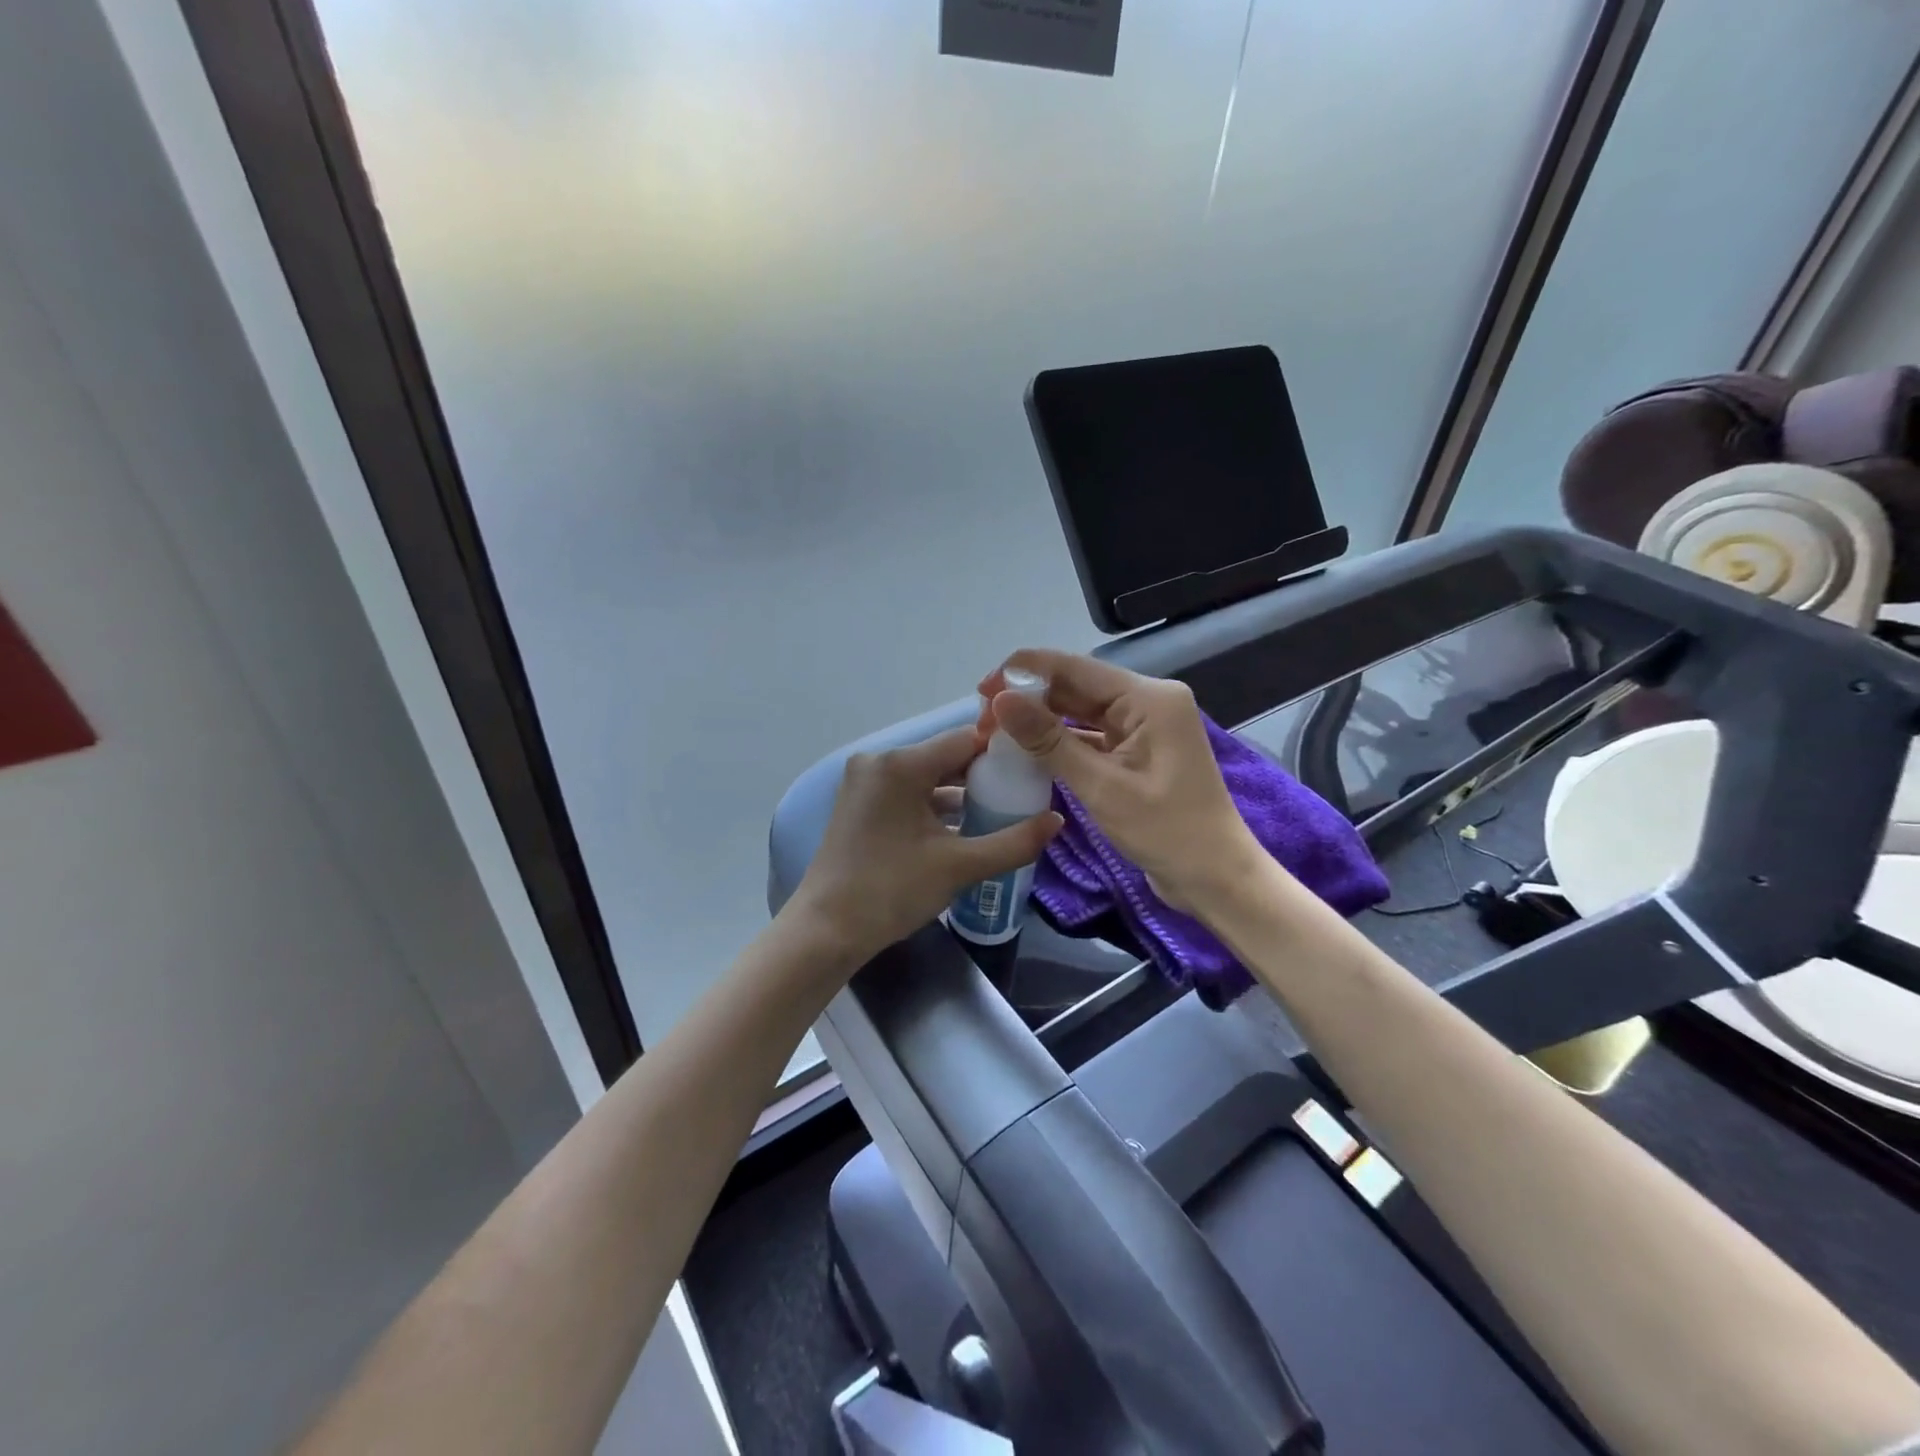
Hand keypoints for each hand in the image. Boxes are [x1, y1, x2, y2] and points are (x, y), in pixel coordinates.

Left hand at [793, 726, 1062, 963]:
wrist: (826, 930)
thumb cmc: (891, 891)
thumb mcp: (959, 866)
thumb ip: (1014, 841)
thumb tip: (1058, 821)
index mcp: (901, 764)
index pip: (965, 739)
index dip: (1002, 752)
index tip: (1034, 769)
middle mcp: (879, 762)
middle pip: (946, 756)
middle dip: (985, 776)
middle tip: (1025, 795)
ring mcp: (866, 783)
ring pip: (928, 777)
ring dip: (962, 793)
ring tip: (1003, 812)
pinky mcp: (861, 804)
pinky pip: (909, 793)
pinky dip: (936, 806)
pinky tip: (966, 827)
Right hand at [978, 651, 1260, 910]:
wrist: (1215, 879)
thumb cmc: (1166, 832)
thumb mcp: (1101, 786)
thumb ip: (1048, 740)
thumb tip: (1000, 699)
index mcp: (1148, 698)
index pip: (1075, 668)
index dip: (1024, 672)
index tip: (981, 690)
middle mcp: (1147, 701)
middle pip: (1076, 686)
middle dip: (1029, 698)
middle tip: (983, 721)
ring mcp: (1143, 727)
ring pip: (1080, 711)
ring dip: (1041, 720)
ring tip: (996, 734)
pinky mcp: (1137, 751)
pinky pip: (1091, 735)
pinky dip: (1060, 742)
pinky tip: (1027, 751)